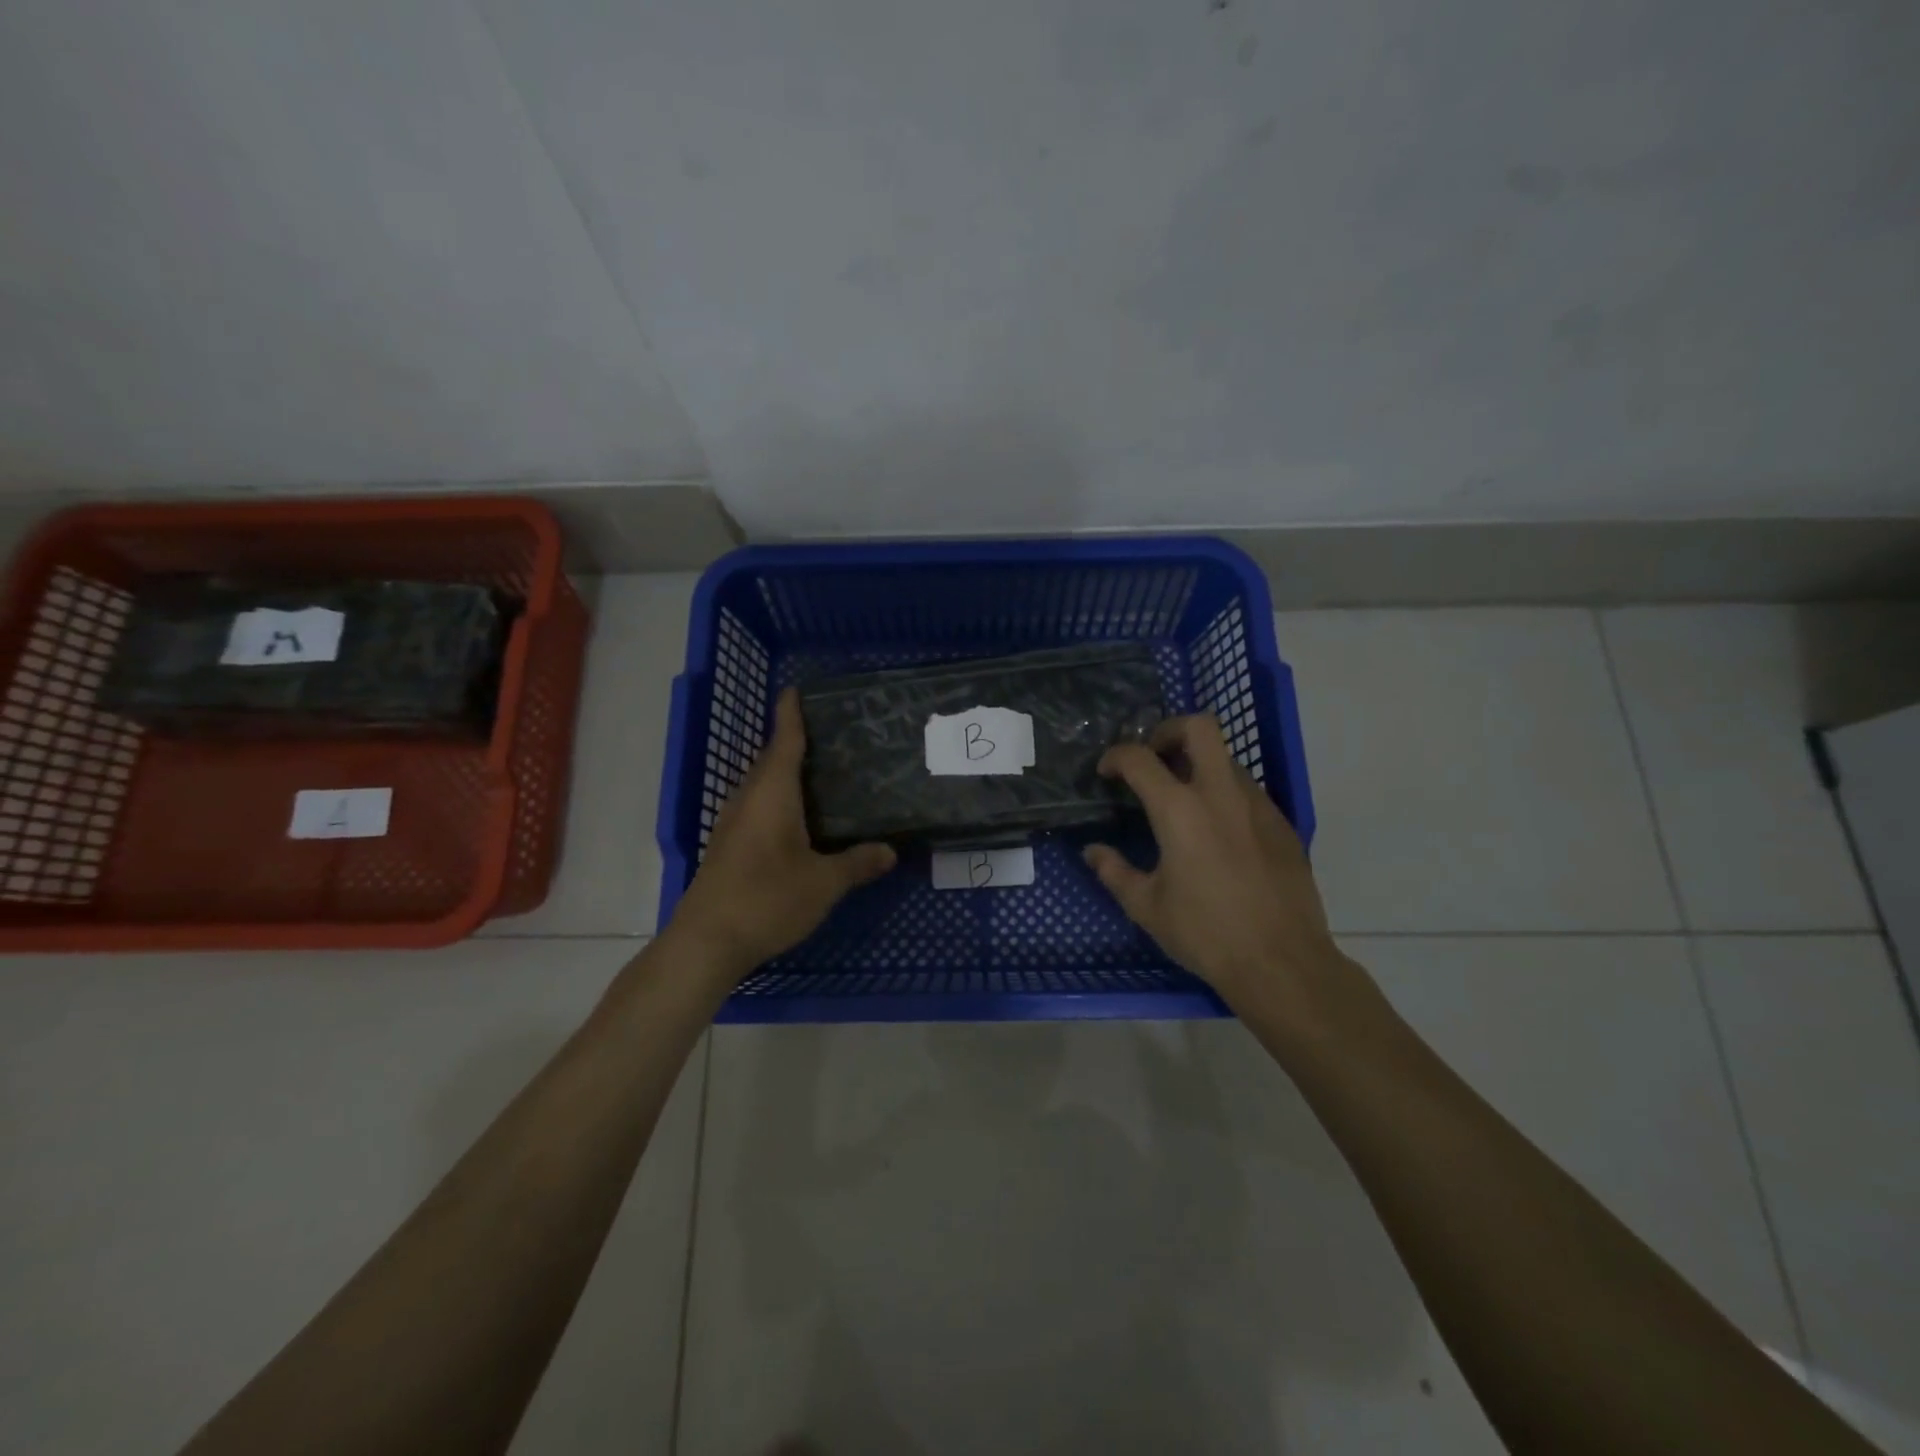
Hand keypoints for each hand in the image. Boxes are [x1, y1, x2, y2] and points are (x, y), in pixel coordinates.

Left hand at [668, 687, 895, 978]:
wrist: (706, 942)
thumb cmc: (767, 900)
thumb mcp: (823, 884)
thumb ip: (857, 863)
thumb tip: (890, 851)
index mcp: (772, 795)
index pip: (784, 742)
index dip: (791, 715)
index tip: (795, 690)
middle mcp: (748, 801)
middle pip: (769, 761)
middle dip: (790, 742)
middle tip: (825, 734)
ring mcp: (732, 825)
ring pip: (760, 786)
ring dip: (782, 773)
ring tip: (816, 772)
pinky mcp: (727, 847)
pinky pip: (755, 807)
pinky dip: (775, 799)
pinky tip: (794, 818)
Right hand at [1083, 714, 1351, 1011]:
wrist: (1282, 963)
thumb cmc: (1206, 934)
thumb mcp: (1147, 907)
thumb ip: (1114, 872)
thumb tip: (1093, 852)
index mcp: (1179, 811)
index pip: (1139, 758)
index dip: (1116, 756)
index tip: (1107, 772)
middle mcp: (1220, 794)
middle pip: (1199, 727)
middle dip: (1169, 730)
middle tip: (1154, 757)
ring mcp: (1258, 806)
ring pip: (1226, 759)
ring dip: (1199, 765)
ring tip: (1182, 800)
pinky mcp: (1282, 824)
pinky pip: (1248, 792)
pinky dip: (1224, 795)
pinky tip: (1217, 833)